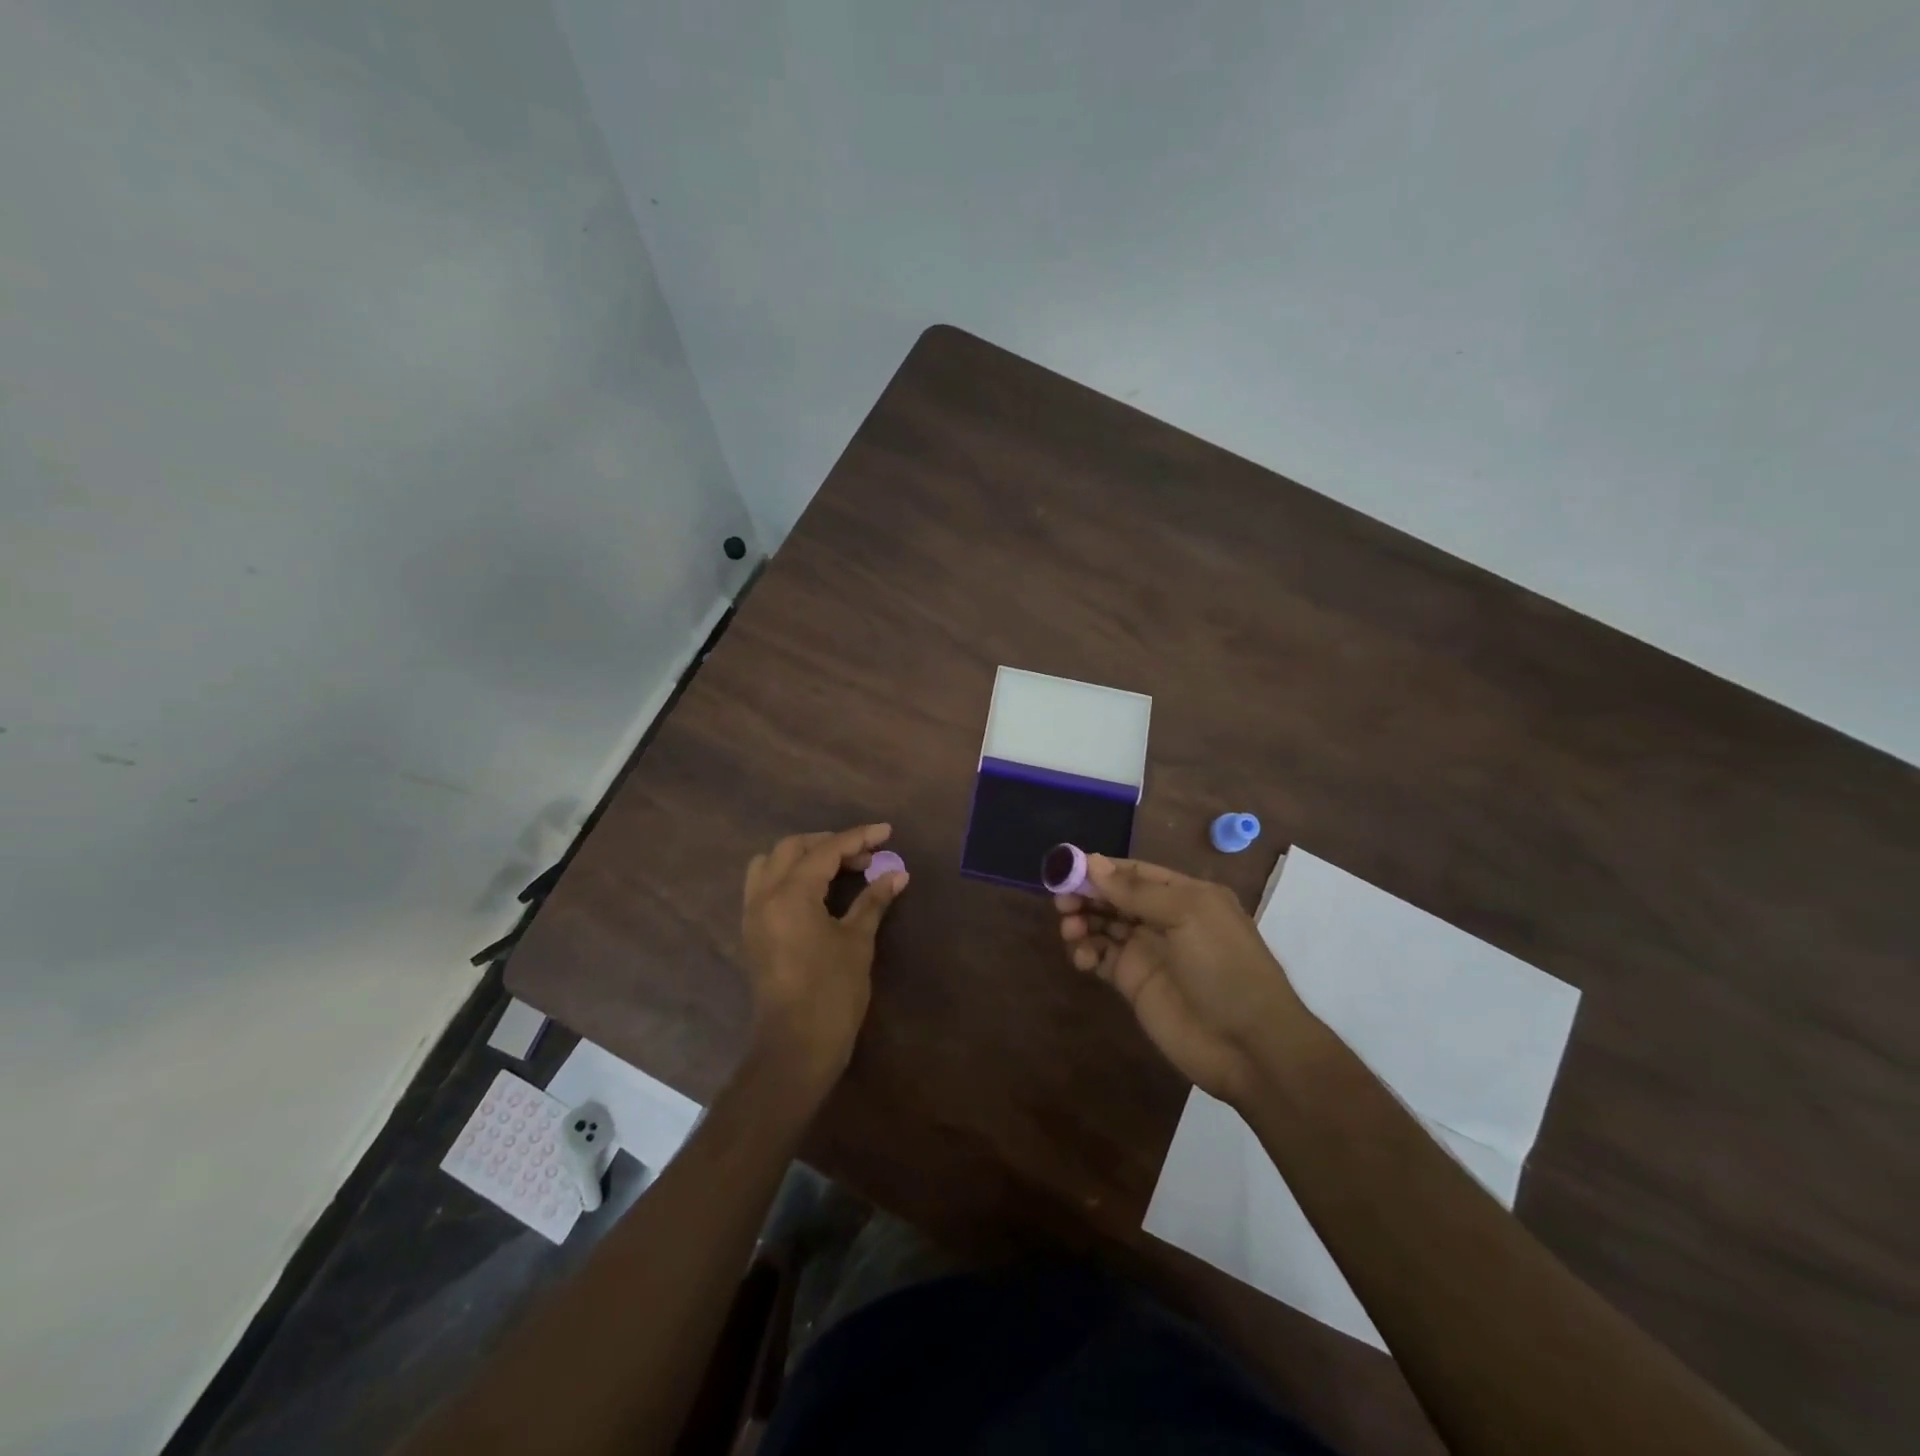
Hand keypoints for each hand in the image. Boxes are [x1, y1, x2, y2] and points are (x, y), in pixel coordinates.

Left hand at [741, 824, 907, 1095]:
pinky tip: (817, 891)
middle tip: (865, 855)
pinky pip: (764, 886)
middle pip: (792, 848)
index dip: (858, 838)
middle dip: (830, 843)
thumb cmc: (832, 992)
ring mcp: (752, 914)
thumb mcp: (857, 941)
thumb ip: (873, 900)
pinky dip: (788, 876)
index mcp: (790, 894)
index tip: (886, 831)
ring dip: (803, 856)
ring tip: (837, 868)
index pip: (826, 850)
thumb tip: (897, 874)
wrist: (795, 1048)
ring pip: (771, 863)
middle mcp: (764, 896)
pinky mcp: (752, 932)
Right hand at [1056, 855, 1314, 1103]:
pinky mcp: (1133, 983)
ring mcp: (1147, 952)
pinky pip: (1101, 958)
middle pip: (1113, 897)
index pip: (1133, 872)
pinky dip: (1086, 952)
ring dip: (1082, 921)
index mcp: (1184, 895)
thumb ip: (1138, 890)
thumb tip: (1092, 862)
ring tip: (1070, 931)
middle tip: (1061, 902)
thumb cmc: (1224, 967)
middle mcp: (1163, 919)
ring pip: (1103, 925)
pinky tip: (1083, 958)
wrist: (1249, 1045)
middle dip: (1086, 895)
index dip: (1100, 869)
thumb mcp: (1188, 915)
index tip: (1066, 868)